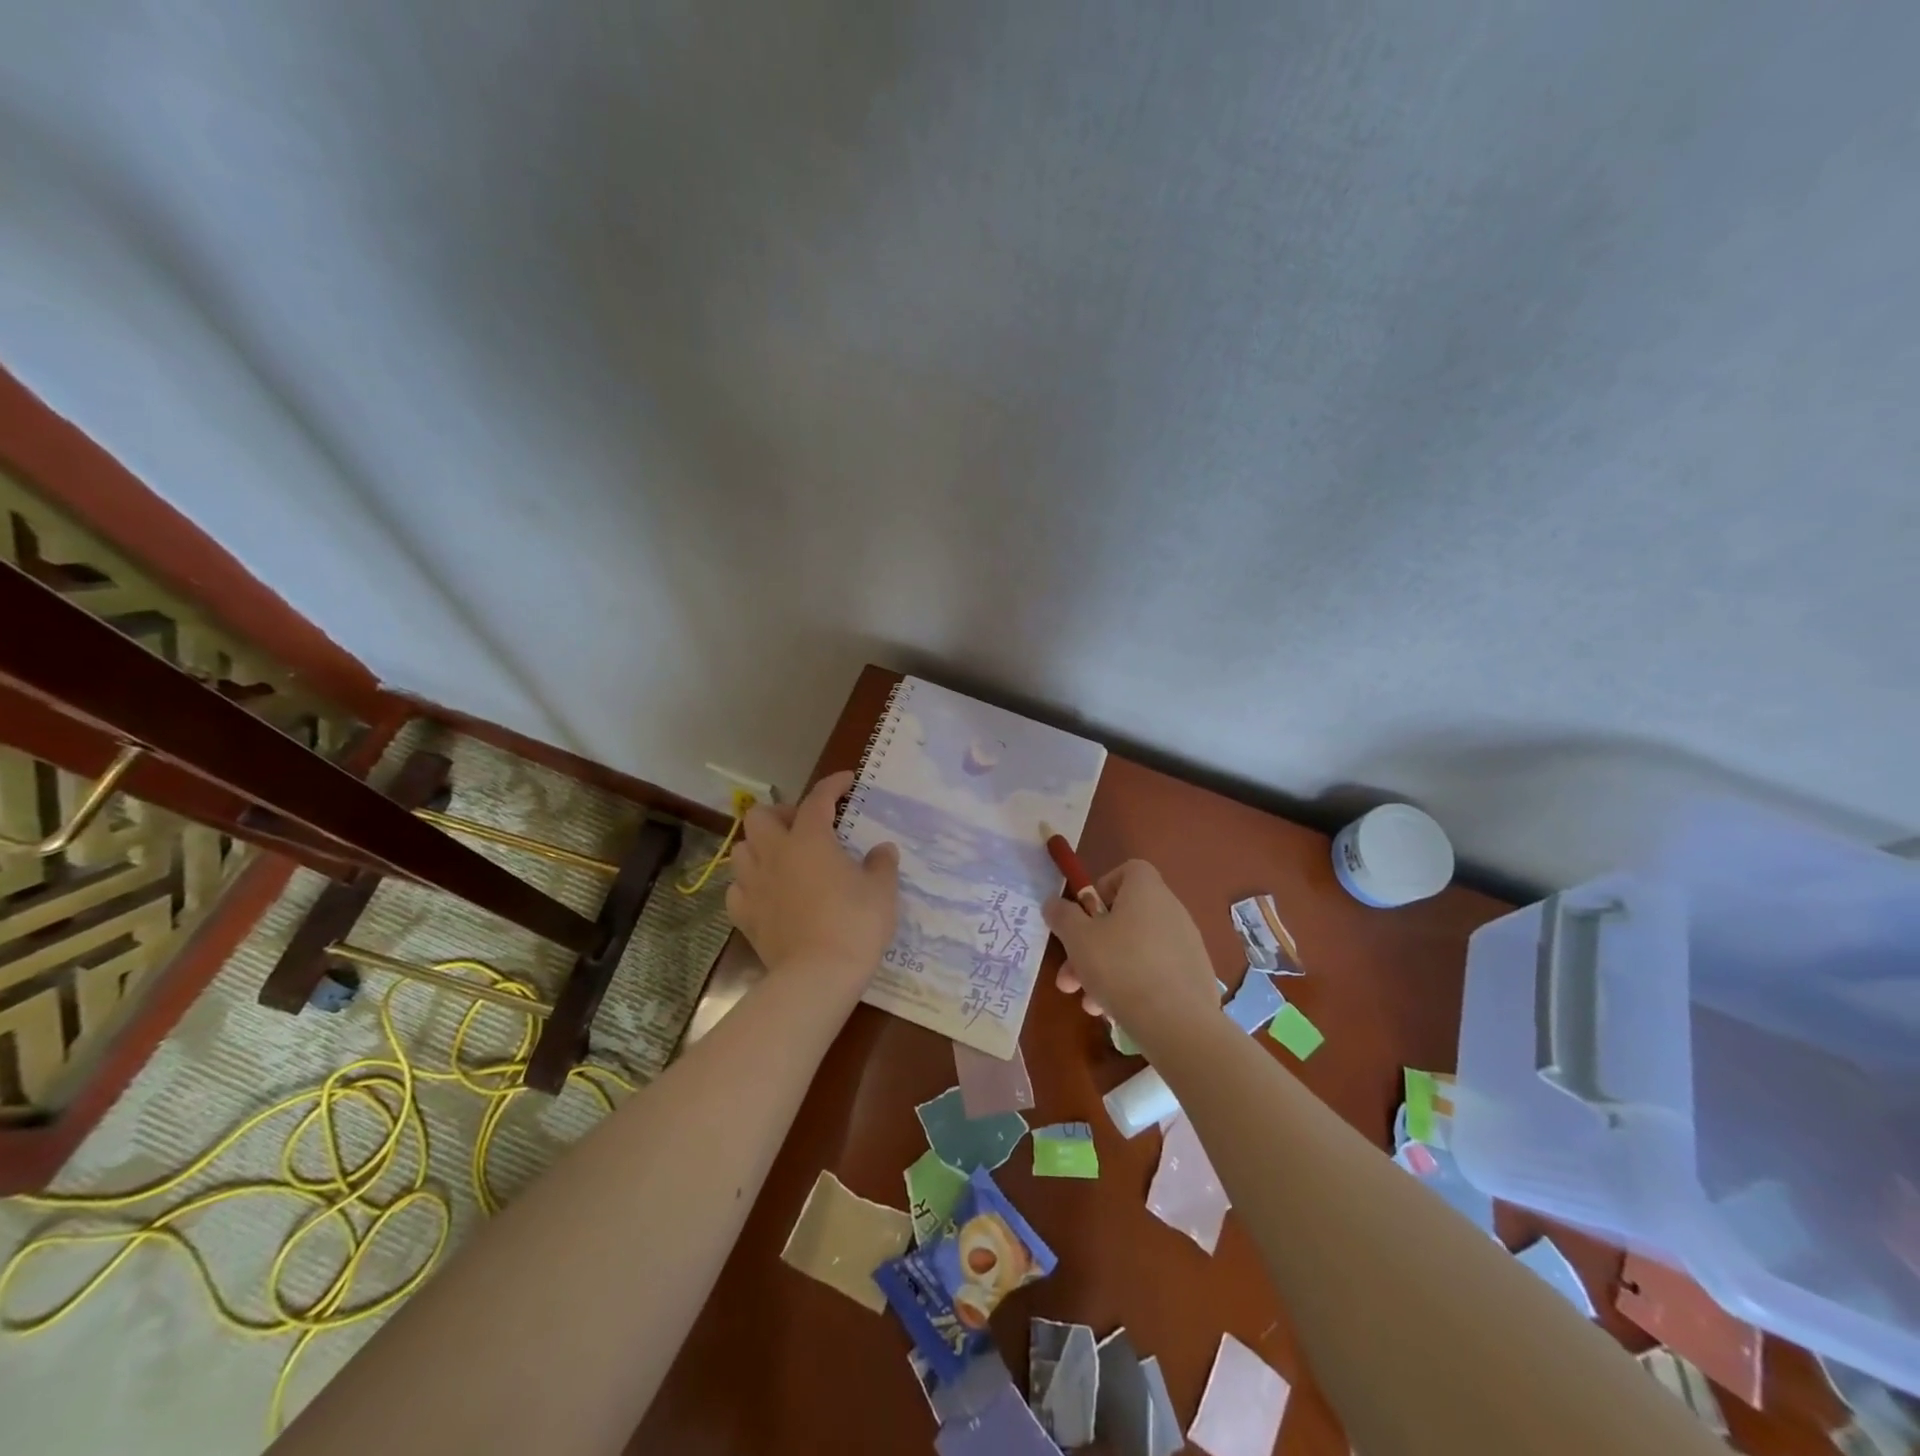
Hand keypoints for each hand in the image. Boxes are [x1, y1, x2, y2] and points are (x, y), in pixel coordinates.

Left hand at [725, 769, 899, 994]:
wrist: (818, 975)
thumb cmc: (855, 924)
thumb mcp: (882, 890)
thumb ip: (881, 864)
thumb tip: (882, 850)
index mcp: (809, 839)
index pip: (817, 799)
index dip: (832, 785)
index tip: (847, 781)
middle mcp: (775, 854)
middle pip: (760, 817)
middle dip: (781, 814)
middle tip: (804, 827)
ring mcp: (754, 885)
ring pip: (741, 850)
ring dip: (760, 847)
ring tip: (783, 858)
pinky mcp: (744, 916)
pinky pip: (737, 889)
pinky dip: (750, 885)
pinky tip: (767, 893)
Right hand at [1041, 860, 1219, 1039]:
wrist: (1179, 1024)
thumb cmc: (1122, 968)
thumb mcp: (1078, 939)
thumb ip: (1063, 916)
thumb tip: (1054, 903)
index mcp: (1147, 891)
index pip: (1128, 870)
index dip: (1102, 888)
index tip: (1085, 916)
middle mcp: (1171, 910)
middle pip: (1124, 917)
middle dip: (1091, 945)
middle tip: (1070, 975)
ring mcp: (1187, 945)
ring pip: (1135, 949)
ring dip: (1106, 971)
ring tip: (1089, 1004)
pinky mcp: (1194, 977)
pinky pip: (1155, 972)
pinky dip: (1133, 986)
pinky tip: (1115, 1012)